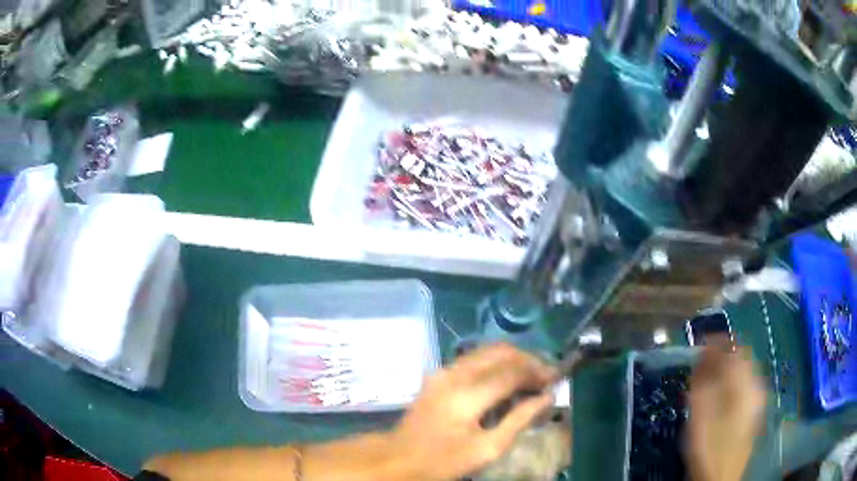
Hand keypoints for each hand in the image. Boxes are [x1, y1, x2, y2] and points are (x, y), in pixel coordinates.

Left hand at [392, 343, 557, 480]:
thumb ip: (520, 420)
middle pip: (500, 352)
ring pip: (487, 351)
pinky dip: (496, 363)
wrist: (399, 458)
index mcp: (466, 395)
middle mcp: (454, 374)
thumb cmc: (444, 461)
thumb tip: (547, 397)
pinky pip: (474, 359)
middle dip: (528, 359)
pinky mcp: (438, 374)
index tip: (557, 378)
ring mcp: (443, 371)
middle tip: (546, 375)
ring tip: (531, 376)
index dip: (538, 371)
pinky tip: (507, 378)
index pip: (512, 371)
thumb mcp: (487, 449)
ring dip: (513, 359)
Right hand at [687, 342, 766, 480]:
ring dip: (728, 367)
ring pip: (745, 370)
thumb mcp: (701, 414)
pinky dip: (732, 380)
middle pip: (743, 356)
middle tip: (703, 360)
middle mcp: (756, 384)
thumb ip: (703, 381)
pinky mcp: (753, 410)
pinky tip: (720, 393)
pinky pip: (745, 384)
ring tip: (709, 376)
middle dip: (723, 353)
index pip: (735, 347)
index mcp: (745, 382)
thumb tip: (703, 353)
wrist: (720, 477)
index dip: (718, 341)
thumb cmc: (709, 445)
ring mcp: (757, 398)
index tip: (701, 341)